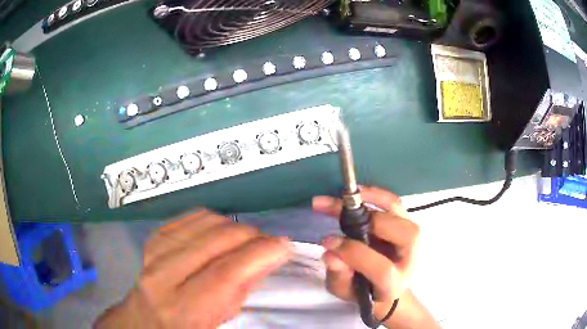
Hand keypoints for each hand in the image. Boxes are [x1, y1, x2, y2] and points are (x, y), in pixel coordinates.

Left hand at [94, 209, 289, 328]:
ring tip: (247, 237)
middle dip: (250, 235)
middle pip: (214, 241)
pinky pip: (187, 218)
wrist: (146, 319)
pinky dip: (212, 220)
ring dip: (233, 226)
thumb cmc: (188, 328)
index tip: (283, 245)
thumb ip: (241, 291)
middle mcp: (163, 277)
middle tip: (268, 241)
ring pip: (202, 223)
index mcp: (183, 308)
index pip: (226, 273)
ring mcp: (153, 253)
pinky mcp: (153, 239)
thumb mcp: (219, 320)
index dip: (259, 254)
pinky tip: (222, 230)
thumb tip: (266, 259)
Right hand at [313, 186, 424, 327]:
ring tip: (344, 194)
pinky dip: (376, 194)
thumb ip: (339, 276)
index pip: (381, 268)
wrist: (388, 286)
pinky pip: (394, 202)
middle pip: (401, 233)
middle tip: (332, 211)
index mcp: (395, 282)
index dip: (354, 253)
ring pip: (398, 211)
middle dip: (366, 220)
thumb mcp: (346, 291)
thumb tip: (330, 253)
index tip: (326, 242)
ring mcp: (412, 237)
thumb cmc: (365, 292)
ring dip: (371, 198)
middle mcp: (410, 257)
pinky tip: (356, 191)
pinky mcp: (406, 222)